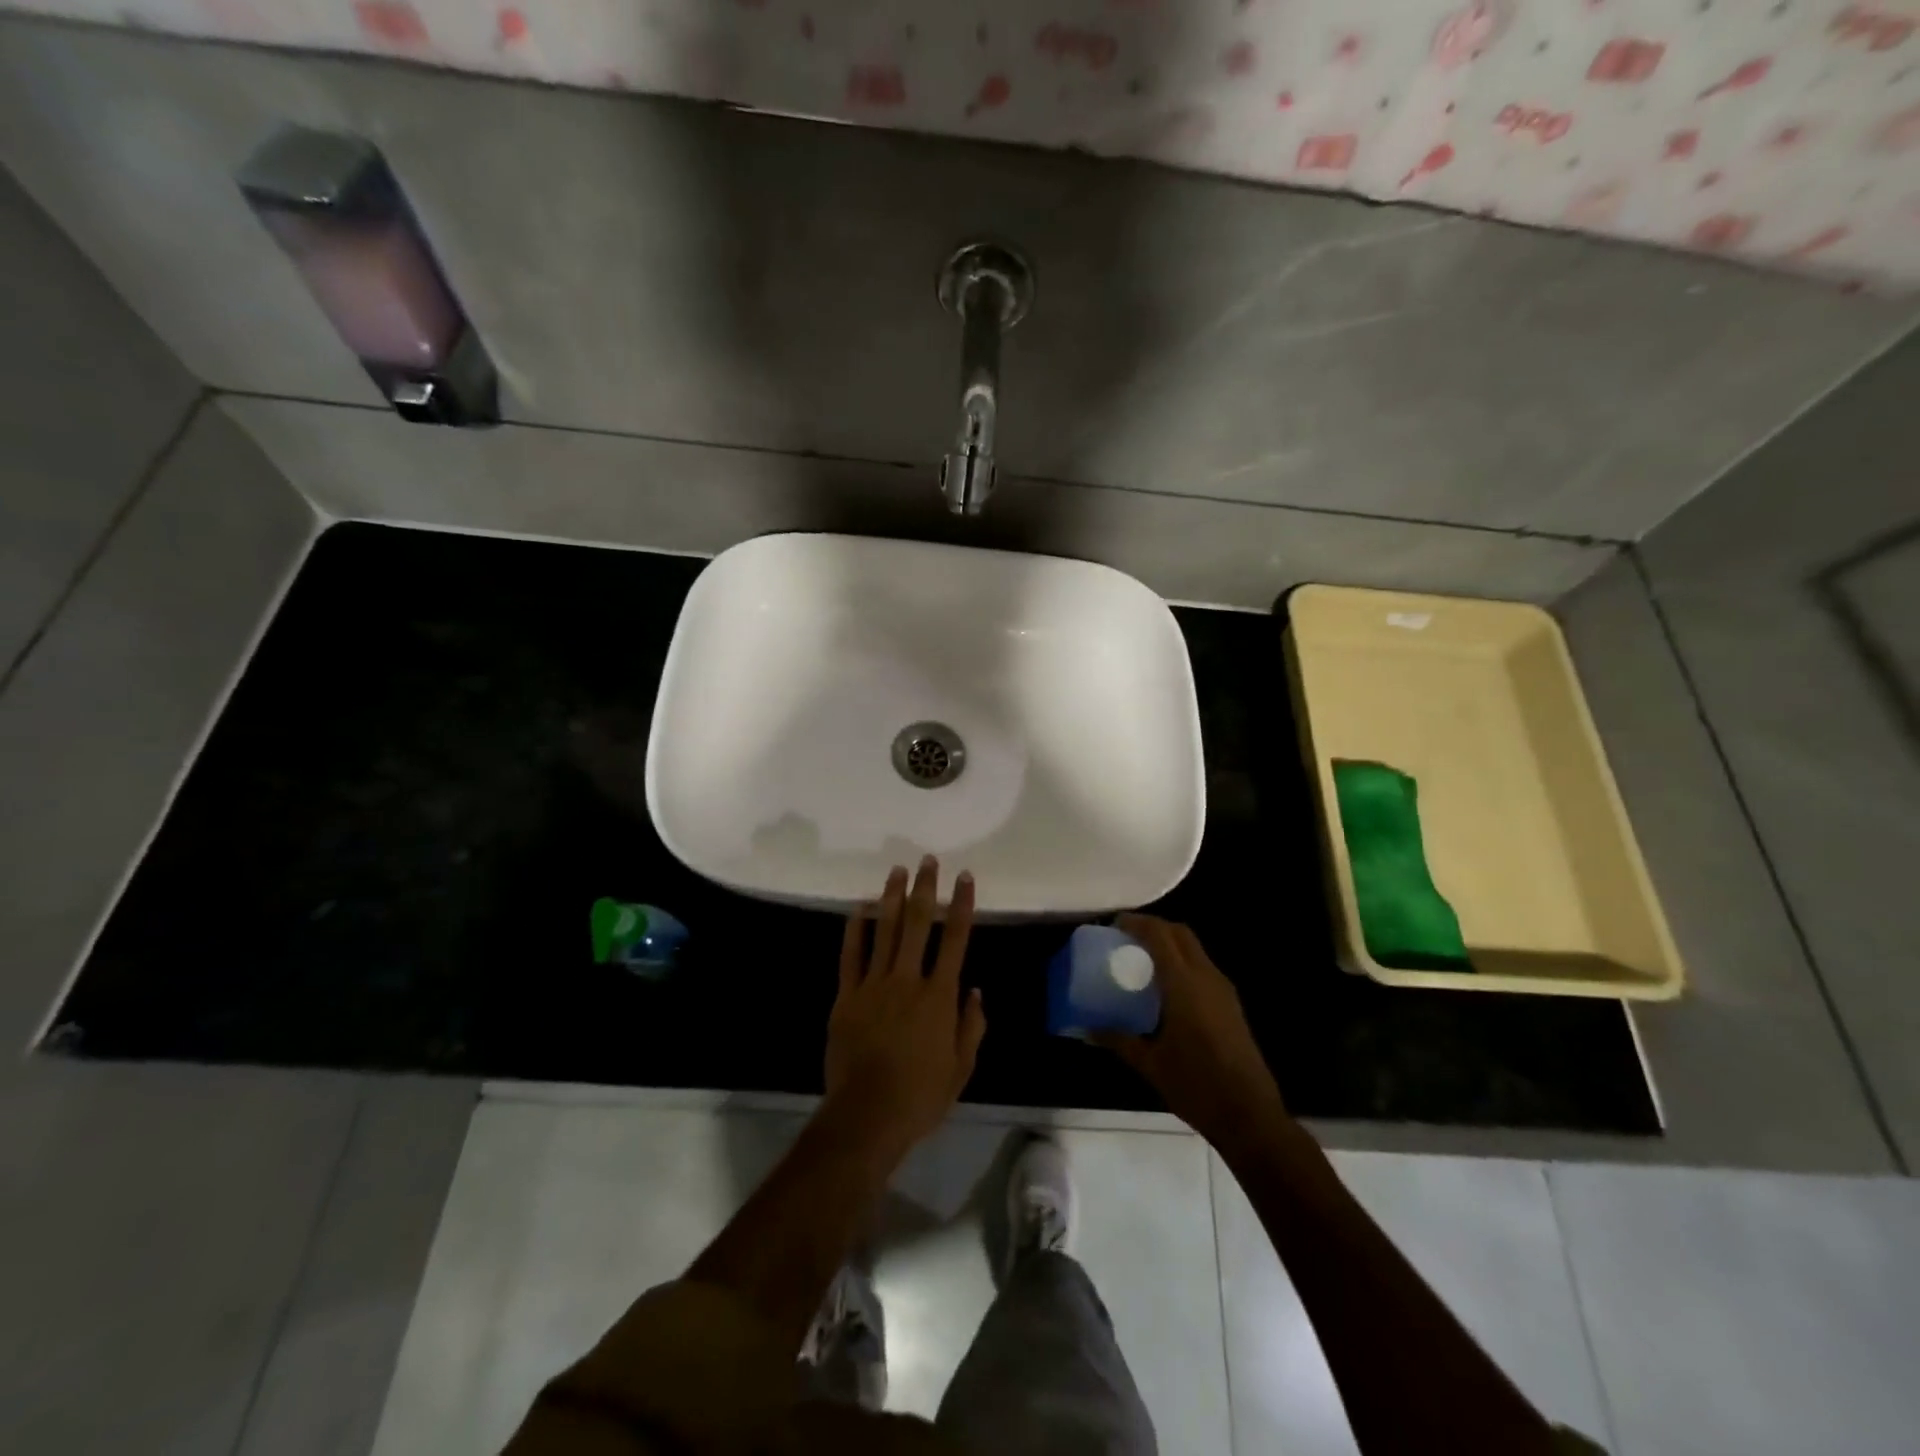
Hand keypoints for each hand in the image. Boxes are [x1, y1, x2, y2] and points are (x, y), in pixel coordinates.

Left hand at [824, 858, 986, 1158]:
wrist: (868, 1115)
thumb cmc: (921, 1095)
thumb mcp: (962, 1068)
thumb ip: (971, 1025)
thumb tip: (975, 990)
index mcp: (939, 996)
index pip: (955, 940)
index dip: (962, 905)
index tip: (965, 877)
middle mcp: (908, 980)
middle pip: (918, 924)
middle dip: (925, 889)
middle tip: (927, 861)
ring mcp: (874, 985)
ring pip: (885, 931)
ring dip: (892, 898)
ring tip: (896, 871)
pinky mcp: (847, 996)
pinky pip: (851, 956)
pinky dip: (855, 930)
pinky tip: (859, 908)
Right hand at [1100, 914, 1286, 1148]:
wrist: (1249, 1115)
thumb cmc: (1195, 1085)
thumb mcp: (1149, 1063)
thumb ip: (1118, 1039)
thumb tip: (1087, 1028)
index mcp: (1184, 983)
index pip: (1160, 935)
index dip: (1137, 923)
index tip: (1114, 925)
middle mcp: (1206, 977)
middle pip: (1180, 933)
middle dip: (1154, 927)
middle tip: (1127, 938)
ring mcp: (1223, 990)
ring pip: (1194, 948)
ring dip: (1169, 943)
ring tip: (1142, 959)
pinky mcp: (1231, 1004)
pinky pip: (1202, 967)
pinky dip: (1181, 961)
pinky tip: (1165, 986)